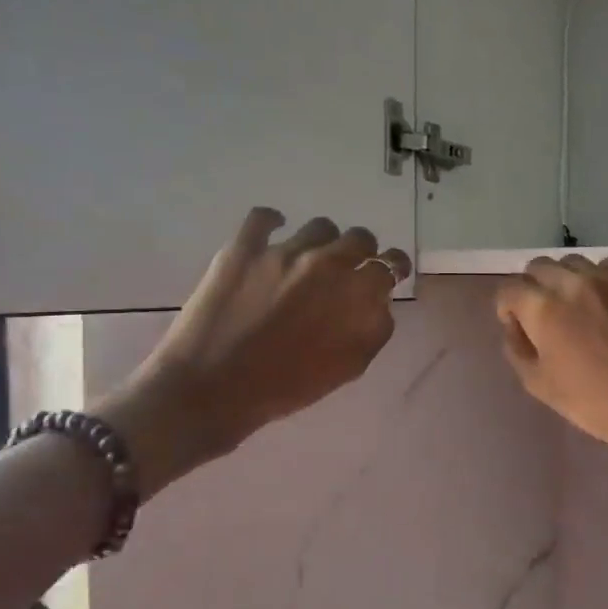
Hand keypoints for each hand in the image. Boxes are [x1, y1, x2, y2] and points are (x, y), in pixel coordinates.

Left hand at [102, 208, 410, 492]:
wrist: (213, 390)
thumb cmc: (287, 387)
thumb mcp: (349, 368)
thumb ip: (374, 329)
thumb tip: (379, 304)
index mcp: (356, 293)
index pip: (390, 264)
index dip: (394, 267)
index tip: (390, 273)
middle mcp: (326, 262)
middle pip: (359, 238)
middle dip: (362, 252)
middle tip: (350, 269)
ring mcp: (283, 251)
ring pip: (319, 227)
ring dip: (324, 241)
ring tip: (312, 258)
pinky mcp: (243, 249)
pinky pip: (263, 218)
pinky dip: (273, 221)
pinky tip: (274, 231)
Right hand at [494, 255, 607, 475]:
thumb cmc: (597, 405)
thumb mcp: (541, 386)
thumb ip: (518, 349)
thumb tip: (515, 326)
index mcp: (544, 308)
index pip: (509, 289)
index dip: (507, 309)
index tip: (519, 328)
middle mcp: (573, 282)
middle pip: (539, 268)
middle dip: (534, 290)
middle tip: (546, 319)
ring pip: (574, 262)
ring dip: (567, 280)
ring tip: (578, 308)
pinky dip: (603, 275)